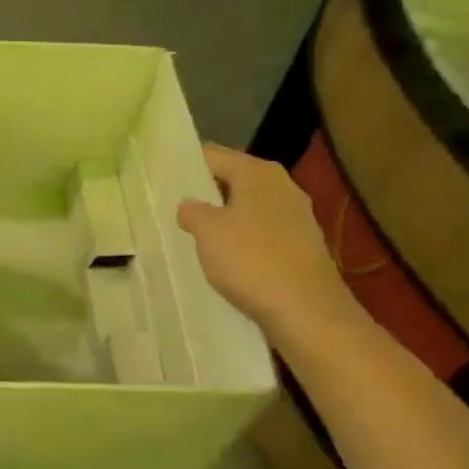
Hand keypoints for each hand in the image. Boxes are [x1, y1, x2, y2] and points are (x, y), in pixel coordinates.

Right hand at [176, 144, 350, 341]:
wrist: (307, 313)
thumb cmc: (251, 260)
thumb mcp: (206, 230)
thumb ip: (192, 210)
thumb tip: (190, 205)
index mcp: (258, 172)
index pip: (212, 155)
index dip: (185, 165)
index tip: (160, 178)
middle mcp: (282, 187)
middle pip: (232, 180)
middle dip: (204, 192)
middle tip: (170, 206)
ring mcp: (296, 218)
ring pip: (246, 208)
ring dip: (222, 218)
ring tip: (192, 233)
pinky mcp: (301, 247)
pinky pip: (261, 234)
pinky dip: (241, 241)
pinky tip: (224, 258)